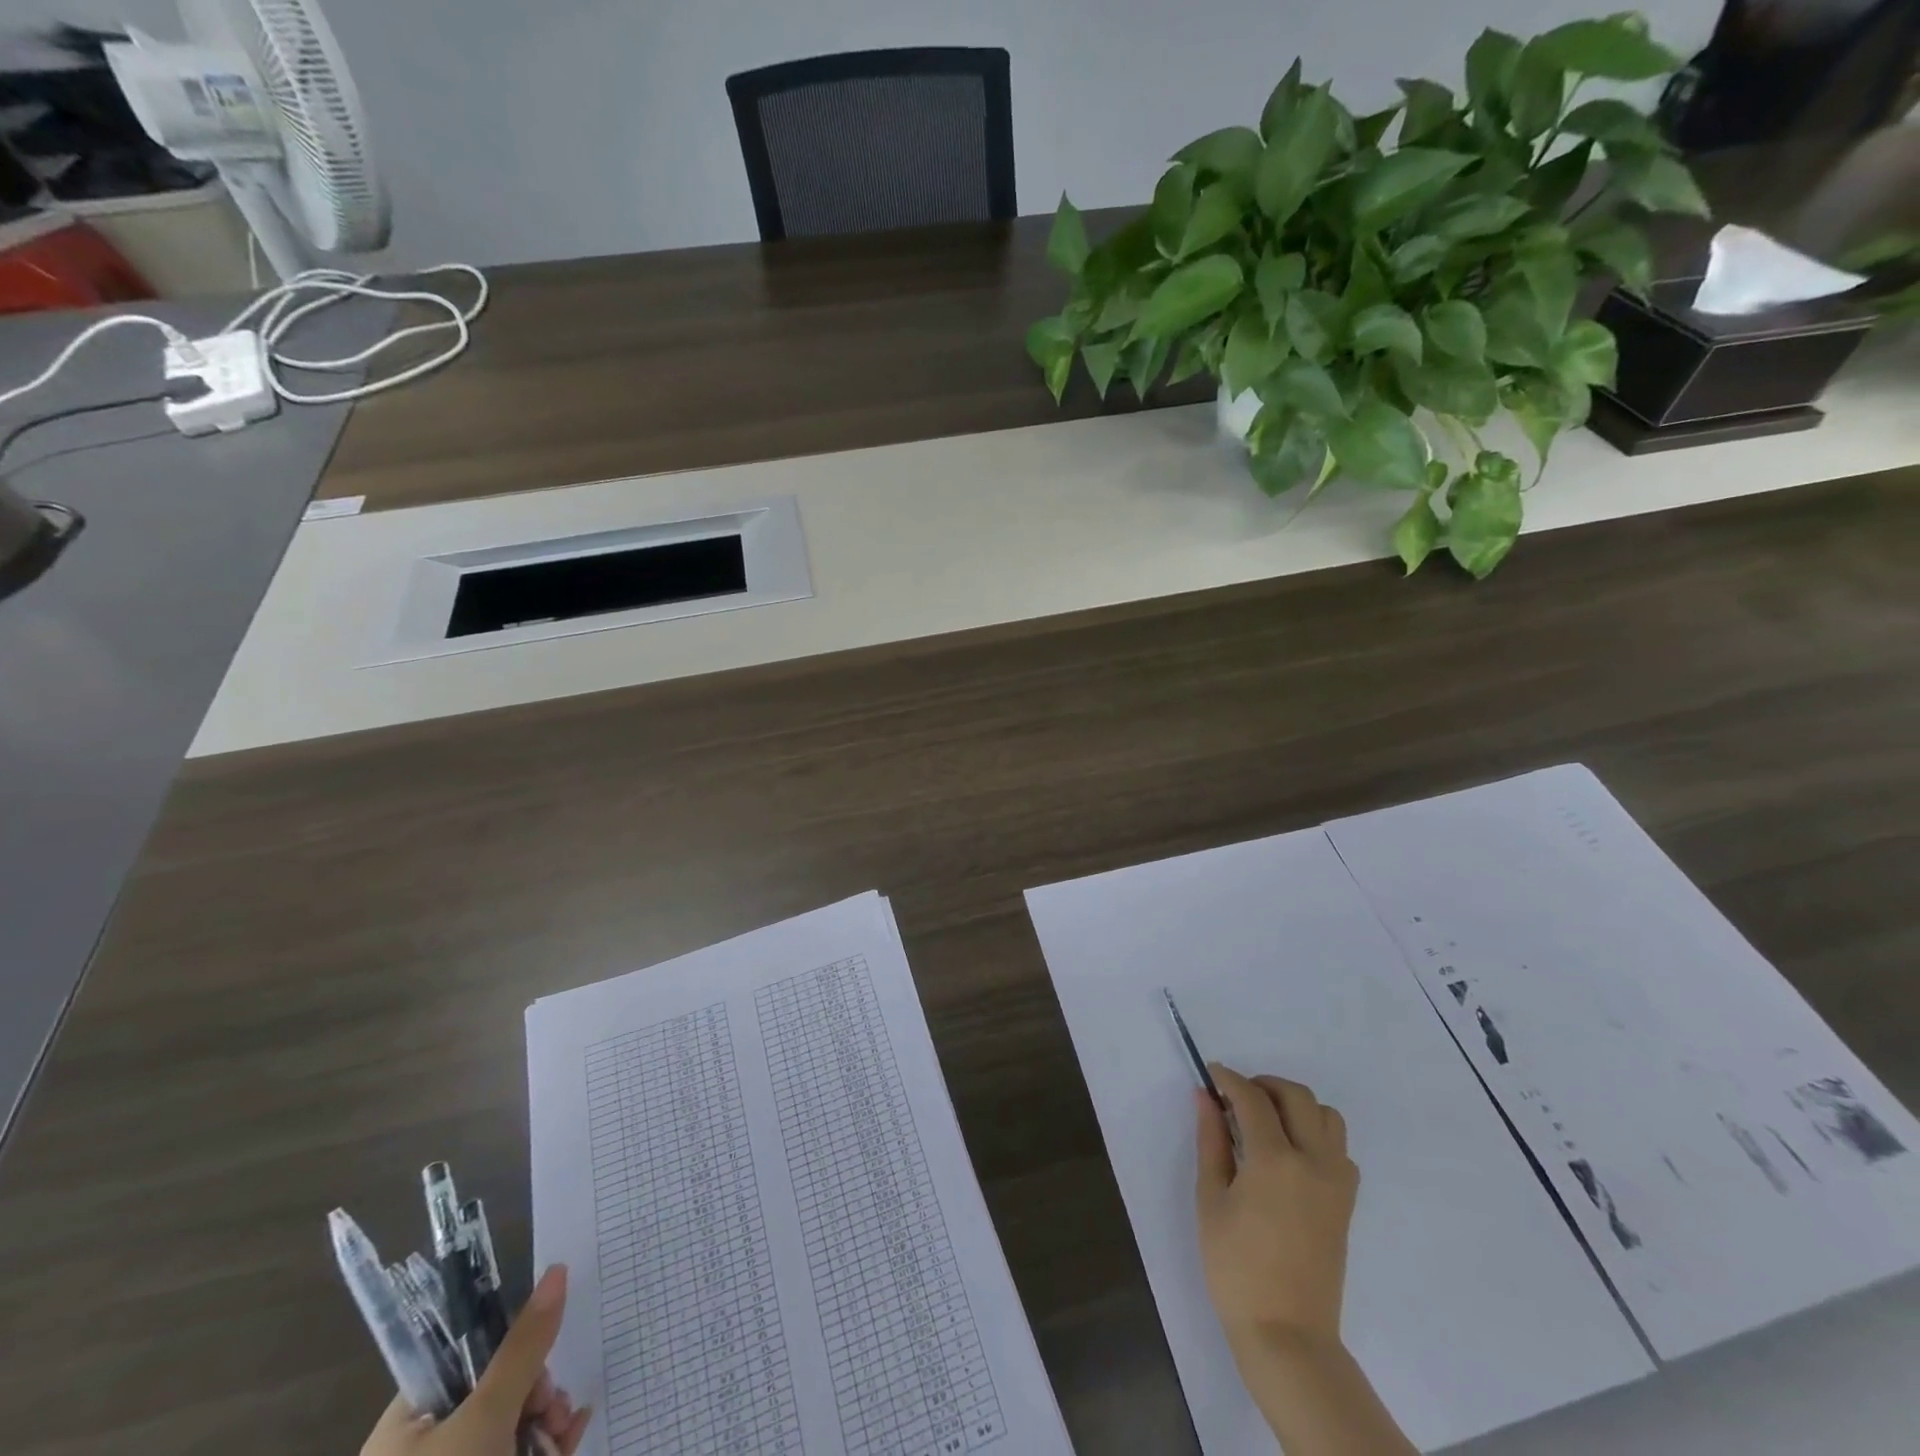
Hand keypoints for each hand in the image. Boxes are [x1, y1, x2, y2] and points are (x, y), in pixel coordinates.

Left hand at [362, 1265, 593, 1455]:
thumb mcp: (484, 1417)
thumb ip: (524, 1346)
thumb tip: (558, 1269)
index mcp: (407, 1423)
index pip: (465, 1356)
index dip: (509, 1347)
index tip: (539, 1358)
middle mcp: (426, 1447)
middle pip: (497, 1390)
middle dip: (536, 1392)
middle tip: (549, 1406)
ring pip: (513, 1425)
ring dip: (546, 1420)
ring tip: (561, 1432)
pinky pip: (521, 1453)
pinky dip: (549, 1444)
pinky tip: (573, 1434)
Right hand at [1194, 1067, 1359, 1351]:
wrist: (1286, 1333)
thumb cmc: (1236, 1268)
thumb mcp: (1211, 1199)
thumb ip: (1211, 1141)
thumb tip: (1205, 1097)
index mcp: (1275, 1160)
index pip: (1252, 1098)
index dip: (1229, 1079)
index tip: (1211, 1073)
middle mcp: (1314, 1161)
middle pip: (1296, 1096)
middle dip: (1263, 1085)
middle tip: (1235, 1096)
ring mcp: (1337, 1182)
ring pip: (1326, 1116)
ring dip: (1295, 1105)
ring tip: (1265, 1121)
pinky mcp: (1347, 1202)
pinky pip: (1339, 1147)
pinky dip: (1316, 1133)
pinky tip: (1290, 1152)